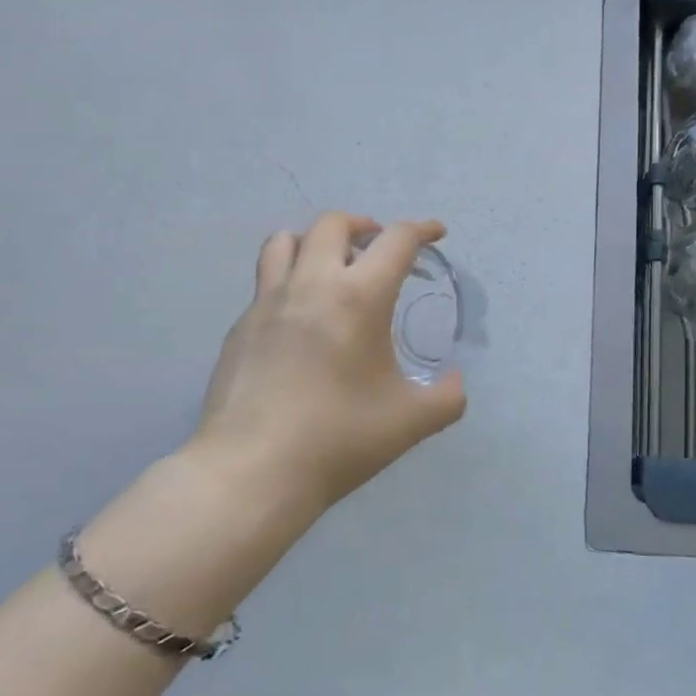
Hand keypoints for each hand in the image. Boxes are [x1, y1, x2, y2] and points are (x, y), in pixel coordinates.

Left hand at [187, 212, 466, 518]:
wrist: (251, 472)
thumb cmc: (338, 439)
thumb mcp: (411, 422)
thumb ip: (447, 397)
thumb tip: (455, 382)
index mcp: (359, 297)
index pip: (396, 240)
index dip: (422, 229)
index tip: (435, 233)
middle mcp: (311, 284)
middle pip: (333, 223)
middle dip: (364, 225)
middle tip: (378, 247)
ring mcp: (268, 302)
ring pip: (285, 241)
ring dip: (315, 241)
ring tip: (330, 266)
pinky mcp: (240, 326)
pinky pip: (266, 282)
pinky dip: (289, 280)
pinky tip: (299, 319)